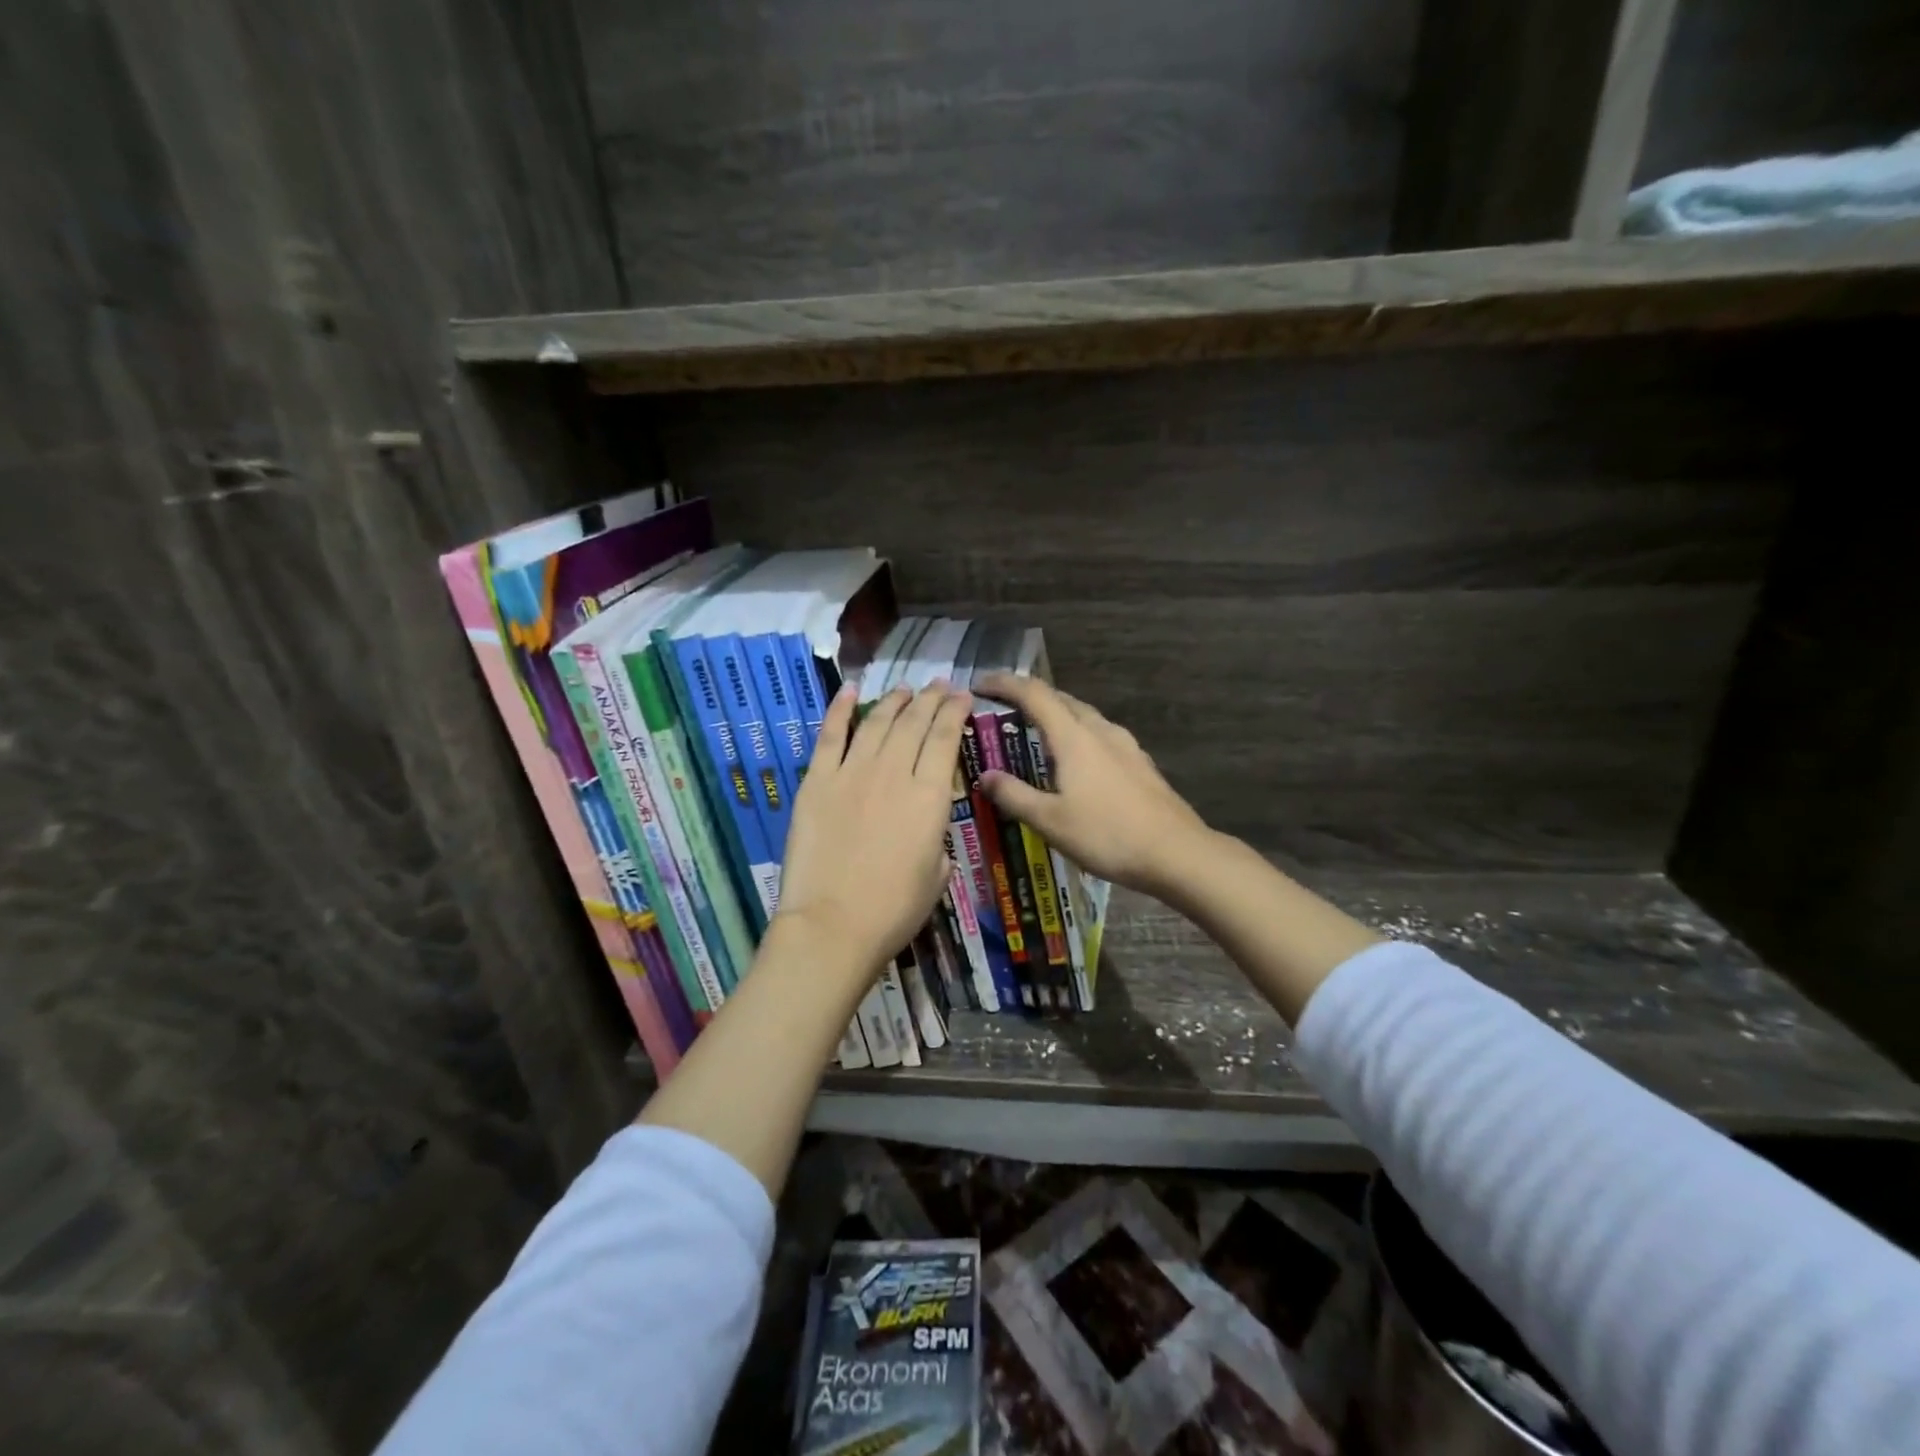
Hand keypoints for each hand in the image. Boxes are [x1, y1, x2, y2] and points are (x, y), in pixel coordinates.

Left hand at [774, 681, 972, 978]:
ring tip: (906, 689)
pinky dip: (840, 709)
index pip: (945, 739)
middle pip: (914, 723)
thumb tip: (929, 833)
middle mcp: (893, 773)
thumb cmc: (893, 910)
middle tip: (940, 685)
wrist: (832, 925)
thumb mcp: (936, 876)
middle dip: (930, 699)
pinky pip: (830, 736)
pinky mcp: (817, 781)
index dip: (955, 712)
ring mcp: (851, 773)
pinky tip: (850, 690)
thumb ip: (937, 844)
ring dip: (894, 701)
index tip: (963, 696)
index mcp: (929, 798)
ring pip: (877, 722)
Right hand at [976, 673, 1210, 895]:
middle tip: (1004, 712)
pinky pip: (1101, 736)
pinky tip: (1078, 763)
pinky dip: (1079, 737)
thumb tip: (985, 776)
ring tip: (1037, 736)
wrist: (1176, 853)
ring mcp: (1126, 746)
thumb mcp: (1050, 821)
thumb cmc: (1107, 835)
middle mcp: (1100, 731)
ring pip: (1084, 717)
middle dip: (1030, 698)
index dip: (1004, 684)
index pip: (1034, 694)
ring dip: (1057, 716)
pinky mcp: (1140, 763)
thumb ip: (1014, 795)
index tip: (980, 684)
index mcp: (1074, 738)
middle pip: (1061, 700)